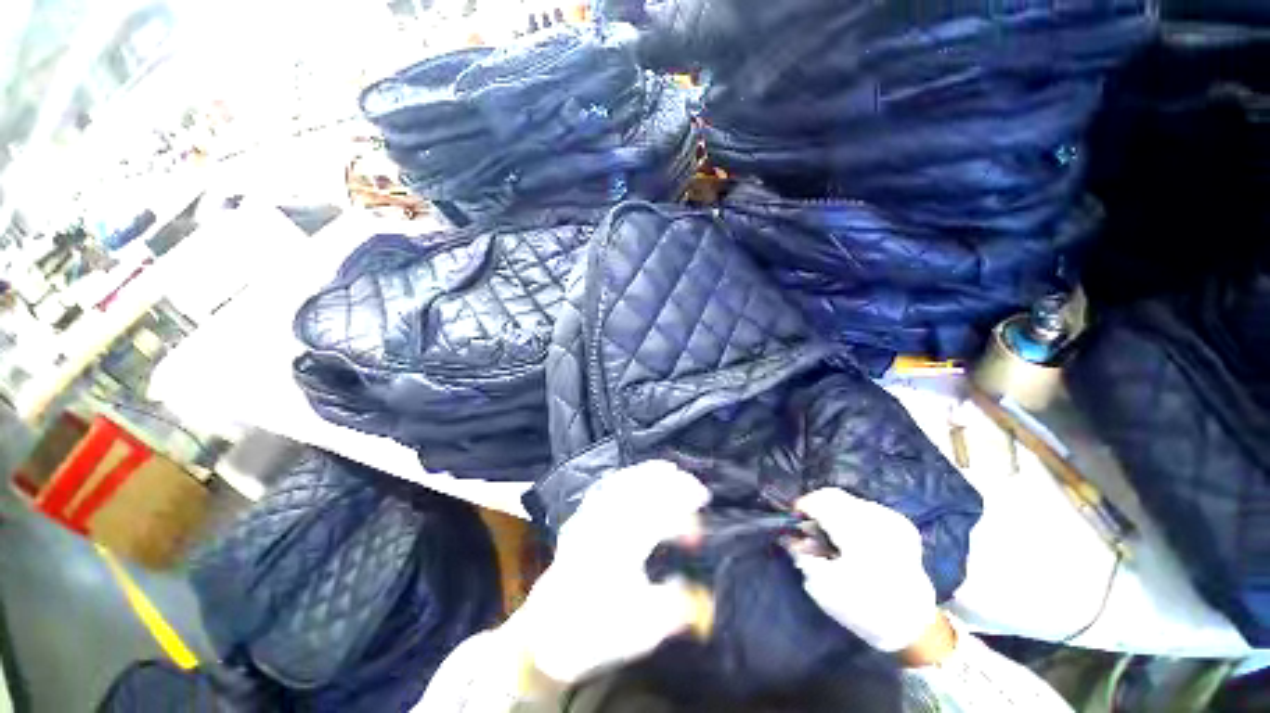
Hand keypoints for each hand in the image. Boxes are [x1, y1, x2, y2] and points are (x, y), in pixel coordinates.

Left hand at [506, 460, 709, 683]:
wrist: (546, 636)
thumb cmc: (596, 632)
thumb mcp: (642, 630)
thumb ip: (675, 604)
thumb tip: (699, 590)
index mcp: (622, 547)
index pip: (659, 512)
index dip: (685, 504)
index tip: (704, 503)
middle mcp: (605, 524)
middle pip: (641, 489)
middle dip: (671, 482)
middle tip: (694, 484)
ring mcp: (589, 516)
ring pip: (622, 482)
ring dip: (648, 473)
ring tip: (669, 469)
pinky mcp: (581, 518)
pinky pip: (605, 486)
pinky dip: (625, 476)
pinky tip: (635, 476)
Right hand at [792, 488, 938, 652]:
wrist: (913, 625)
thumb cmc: (864, 608)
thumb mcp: (822, 586)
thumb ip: (802, 555)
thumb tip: (789, 536)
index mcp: (858, 531)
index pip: (821, 501)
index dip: (802, 506)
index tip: (792, 519)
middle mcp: (877, 518)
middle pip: (834, 496)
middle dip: (816, 507)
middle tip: (808, 528)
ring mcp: (892, 519)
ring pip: (849, 500)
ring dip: (833, 511)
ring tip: (829, 534)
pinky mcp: (902, 525)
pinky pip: (866, 508)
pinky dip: (851, 516)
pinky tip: (851, 537)